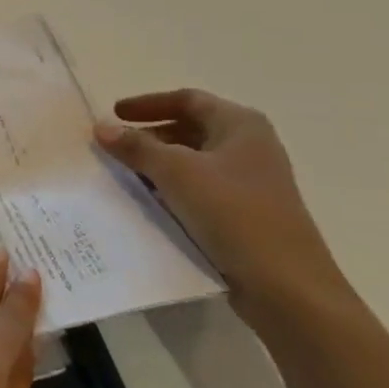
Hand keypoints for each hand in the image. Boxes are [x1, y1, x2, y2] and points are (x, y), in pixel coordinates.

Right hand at [95, 90, 348, 324]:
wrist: (286, 288)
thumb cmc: (234, 214)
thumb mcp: (177, 173)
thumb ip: (136, 147)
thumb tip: (102, 127)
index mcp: (241, 125)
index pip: (187, 99)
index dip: (148, 104)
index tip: (114, 114)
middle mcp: (249, 148)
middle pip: (190, 130)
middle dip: (150, 137)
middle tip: (114, 149)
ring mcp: (250, 184)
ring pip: (193, 164)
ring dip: (158, 167)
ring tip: (123, 177)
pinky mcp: (246, 216)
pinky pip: (200, 193)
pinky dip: (172, 192)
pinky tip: (148, 206)